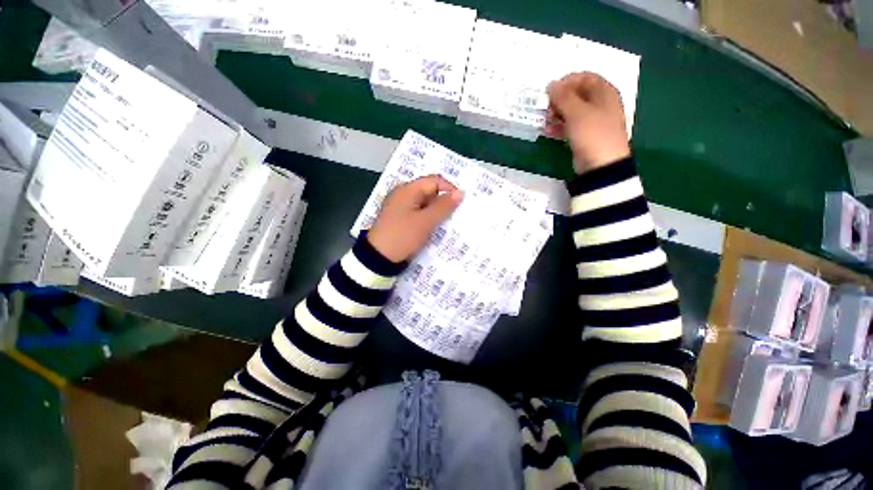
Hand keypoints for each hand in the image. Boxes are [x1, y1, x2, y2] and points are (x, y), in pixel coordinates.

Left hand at [367, 175, 463, 262]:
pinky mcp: (401, 218)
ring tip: (449, 222)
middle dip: (444, 202)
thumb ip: (444, 206)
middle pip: (429, 191)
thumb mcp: (425, 221)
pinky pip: (419, 213)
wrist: (378, 257)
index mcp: (408, 189)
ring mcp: (401, 207)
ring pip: (425, 204)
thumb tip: (460, 192)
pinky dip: (429, 218)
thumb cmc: (402, 236)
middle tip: (457, 214)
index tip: (461, 203)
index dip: (449, 189)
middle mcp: (403, 194)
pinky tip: (436, 227)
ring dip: (437, 211)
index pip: (434, 181)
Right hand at [546, 72, 630, 174]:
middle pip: (577, 94)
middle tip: (547, 108)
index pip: (584, 77)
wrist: (601, 164)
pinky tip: (548, 131)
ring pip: (572, 111)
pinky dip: (559, 126)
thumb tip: (551, 84)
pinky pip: (570, 126)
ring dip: (557, 114)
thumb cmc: (592, 133)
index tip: (550, 92)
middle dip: (560, 99)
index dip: (566, 82)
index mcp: (604, 92)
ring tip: (545, 120)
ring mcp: (593, 121)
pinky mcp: (585, 135)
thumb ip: (563, 97)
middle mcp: (600, 104)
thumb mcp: (577, 112)